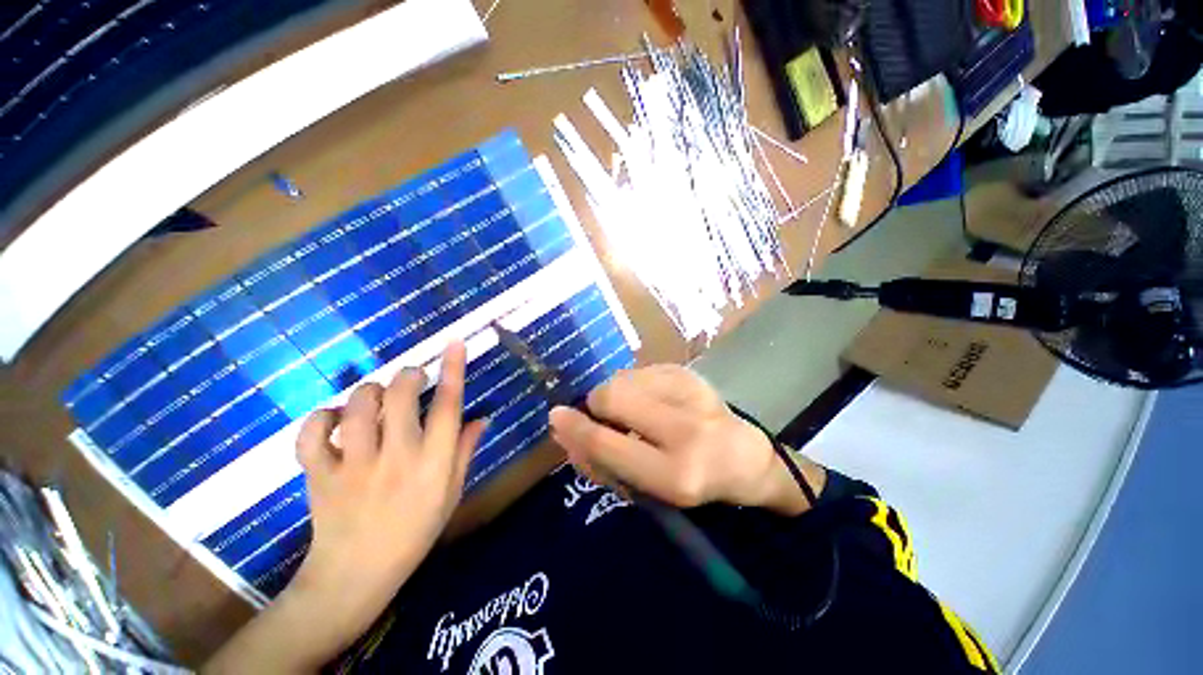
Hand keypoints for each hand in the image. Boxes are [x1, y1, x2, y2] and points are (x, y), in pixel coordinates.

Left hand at [291, 341, 486, 653]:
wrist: (355, 575)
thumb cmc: (415, 531)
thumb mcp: (451, 493)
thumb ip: (465, 450)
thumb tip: (481, 417)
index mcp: (433, 463)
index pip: (448, 405)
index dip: (453, 370)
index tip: (455, 342)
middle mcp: (396, 457)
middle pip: (399, 397)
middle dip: (407, 375)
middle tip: (412, 376)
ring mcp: (354, 466)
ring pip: (357, 407)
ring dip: (367, 393)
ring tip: (374, 399)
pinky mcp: (320, 475)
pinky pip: (312, 434)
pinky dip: (321, 418)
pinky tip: (334, 420)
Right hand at [548, 365, 820, 514]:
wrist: (745, 457)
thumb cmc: (691, 482)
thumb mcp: (646, 491)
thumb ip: (601, 464)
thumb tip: (564, 433)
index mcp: (676, 474)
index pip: (609, 444)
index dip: (576, 429)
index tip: (556, 416)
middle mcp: (687, 429)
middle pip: (613, 395)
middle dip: (596, 404)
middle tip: (604, 416)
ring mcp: (693, 393)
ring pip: (623, 377)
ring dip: (616, 394)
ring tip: (636, 411)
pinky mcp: (690, 373)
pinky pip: (639, 371)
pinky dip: (633, 385)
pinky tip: (652, 400)